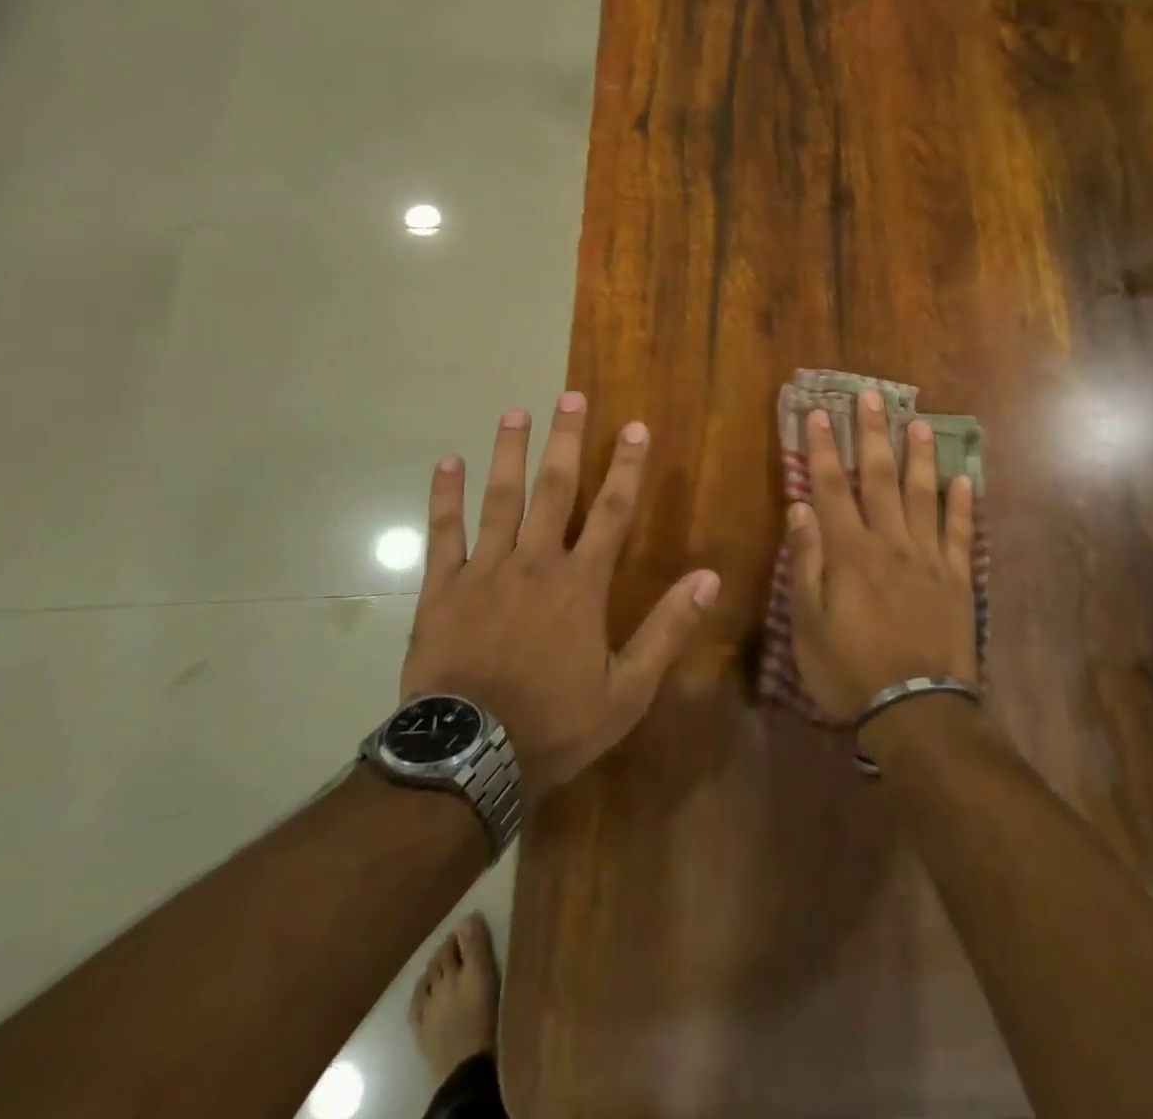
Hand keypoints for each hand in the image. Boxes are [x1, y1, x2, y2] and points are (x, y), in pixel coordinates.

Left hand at [401, 393, 720, 792]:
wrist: (468, 757)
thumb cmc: (555, 724)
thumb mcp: (627, 690)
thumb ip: (667, 630)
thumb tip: (709, 578)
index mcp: (580, 584)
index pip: (613, 512)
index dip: (627, 467)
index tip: (634, 427)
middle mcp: (535, 563)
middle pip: (555, 490)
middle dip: (566, 440)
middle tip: (570, 396)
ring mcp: (485, 571)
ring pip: (500, 499)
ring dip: (509, 453)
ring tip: (515, 412)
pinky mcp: (443, 589)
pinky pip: (443, 533)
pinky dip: (444, 497)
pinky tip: (446, 462)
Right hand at [787, 389, 976, 722]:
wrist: (917, 710)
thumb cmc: (850, 670)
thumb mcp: (808, 624)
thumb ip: (806, 563)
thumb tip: (800, 509)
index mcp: (849, 552)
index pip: (830, 487)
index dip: (821, 448)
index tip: (817, 413)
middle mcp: (890, 542)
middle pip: (878, 478)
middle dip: (871, 434)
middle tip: (872, 396)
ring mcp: (929, 558)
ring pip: (923, 495)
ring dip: (918, 456)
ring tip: (918, 423)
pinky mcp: (957, 578)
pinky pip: (961, 532)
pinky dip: (962, 504)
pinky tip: (963, 478)